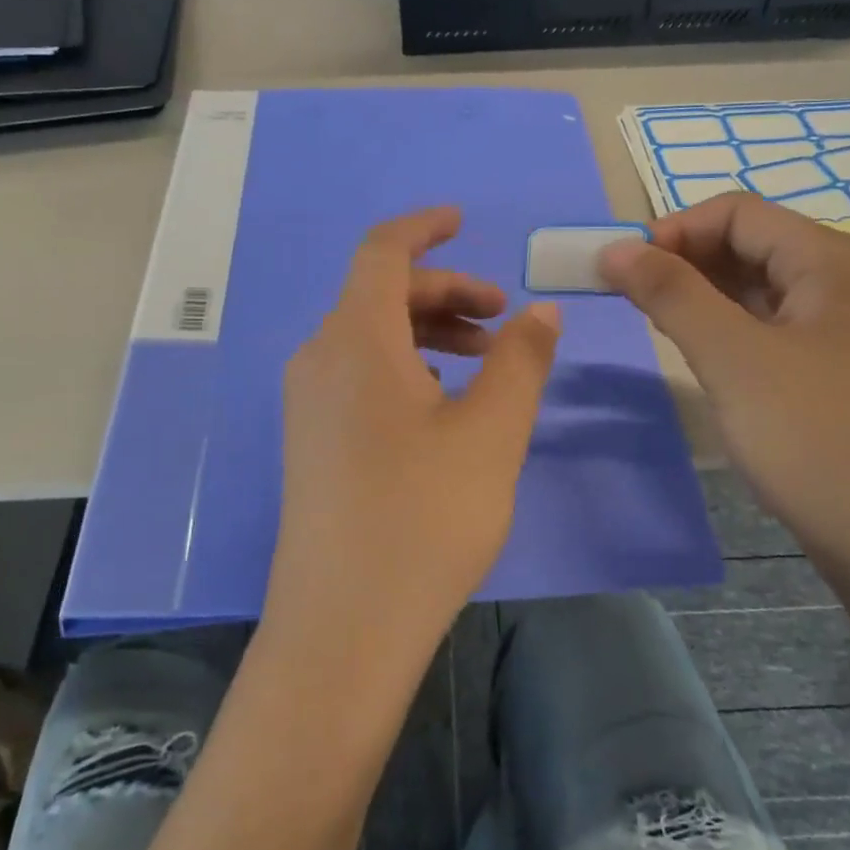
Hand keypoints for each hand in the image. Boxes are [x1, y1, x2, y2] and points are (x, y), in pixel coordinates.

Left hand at [265, 208, 561, 672]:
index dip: (424, 228)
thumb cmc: (423, 518)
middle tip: (504, 321)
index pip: (381, 252)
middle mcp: (320, 359)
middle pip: (380, 294)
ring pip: (371, 337)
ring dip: (429, 332)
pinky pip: (359, 374)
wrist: (344, 627)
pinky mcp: (311, 440)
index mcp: (355, 340)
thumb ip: (520, 361)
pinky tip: (445, 406)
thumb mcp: (491, 433)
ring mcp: (308, 403)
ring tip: (486, 363)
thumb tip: (540, 313)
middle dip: (446, 293)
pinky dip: (406, 367)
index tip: (464, 222)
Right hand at [599, 193, 849, 558]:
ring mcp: (844, 325)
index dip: (672, 230)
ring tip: (655, 322)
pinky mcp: (835, 366)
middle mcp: (845, 279)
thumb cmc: (815, 438)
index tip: (621, 269)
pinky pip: (770, 324)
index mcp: (832, 259)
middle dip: (683, 260)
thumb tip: (615, 248)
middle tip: (630, 297)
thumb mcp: (732, 358)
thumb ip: (670, 294)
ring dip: (701, 294)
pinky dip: (726, 326)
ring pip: (757, 286)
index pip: (736, 213)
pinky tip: (700, 352)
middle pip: (749, 243)